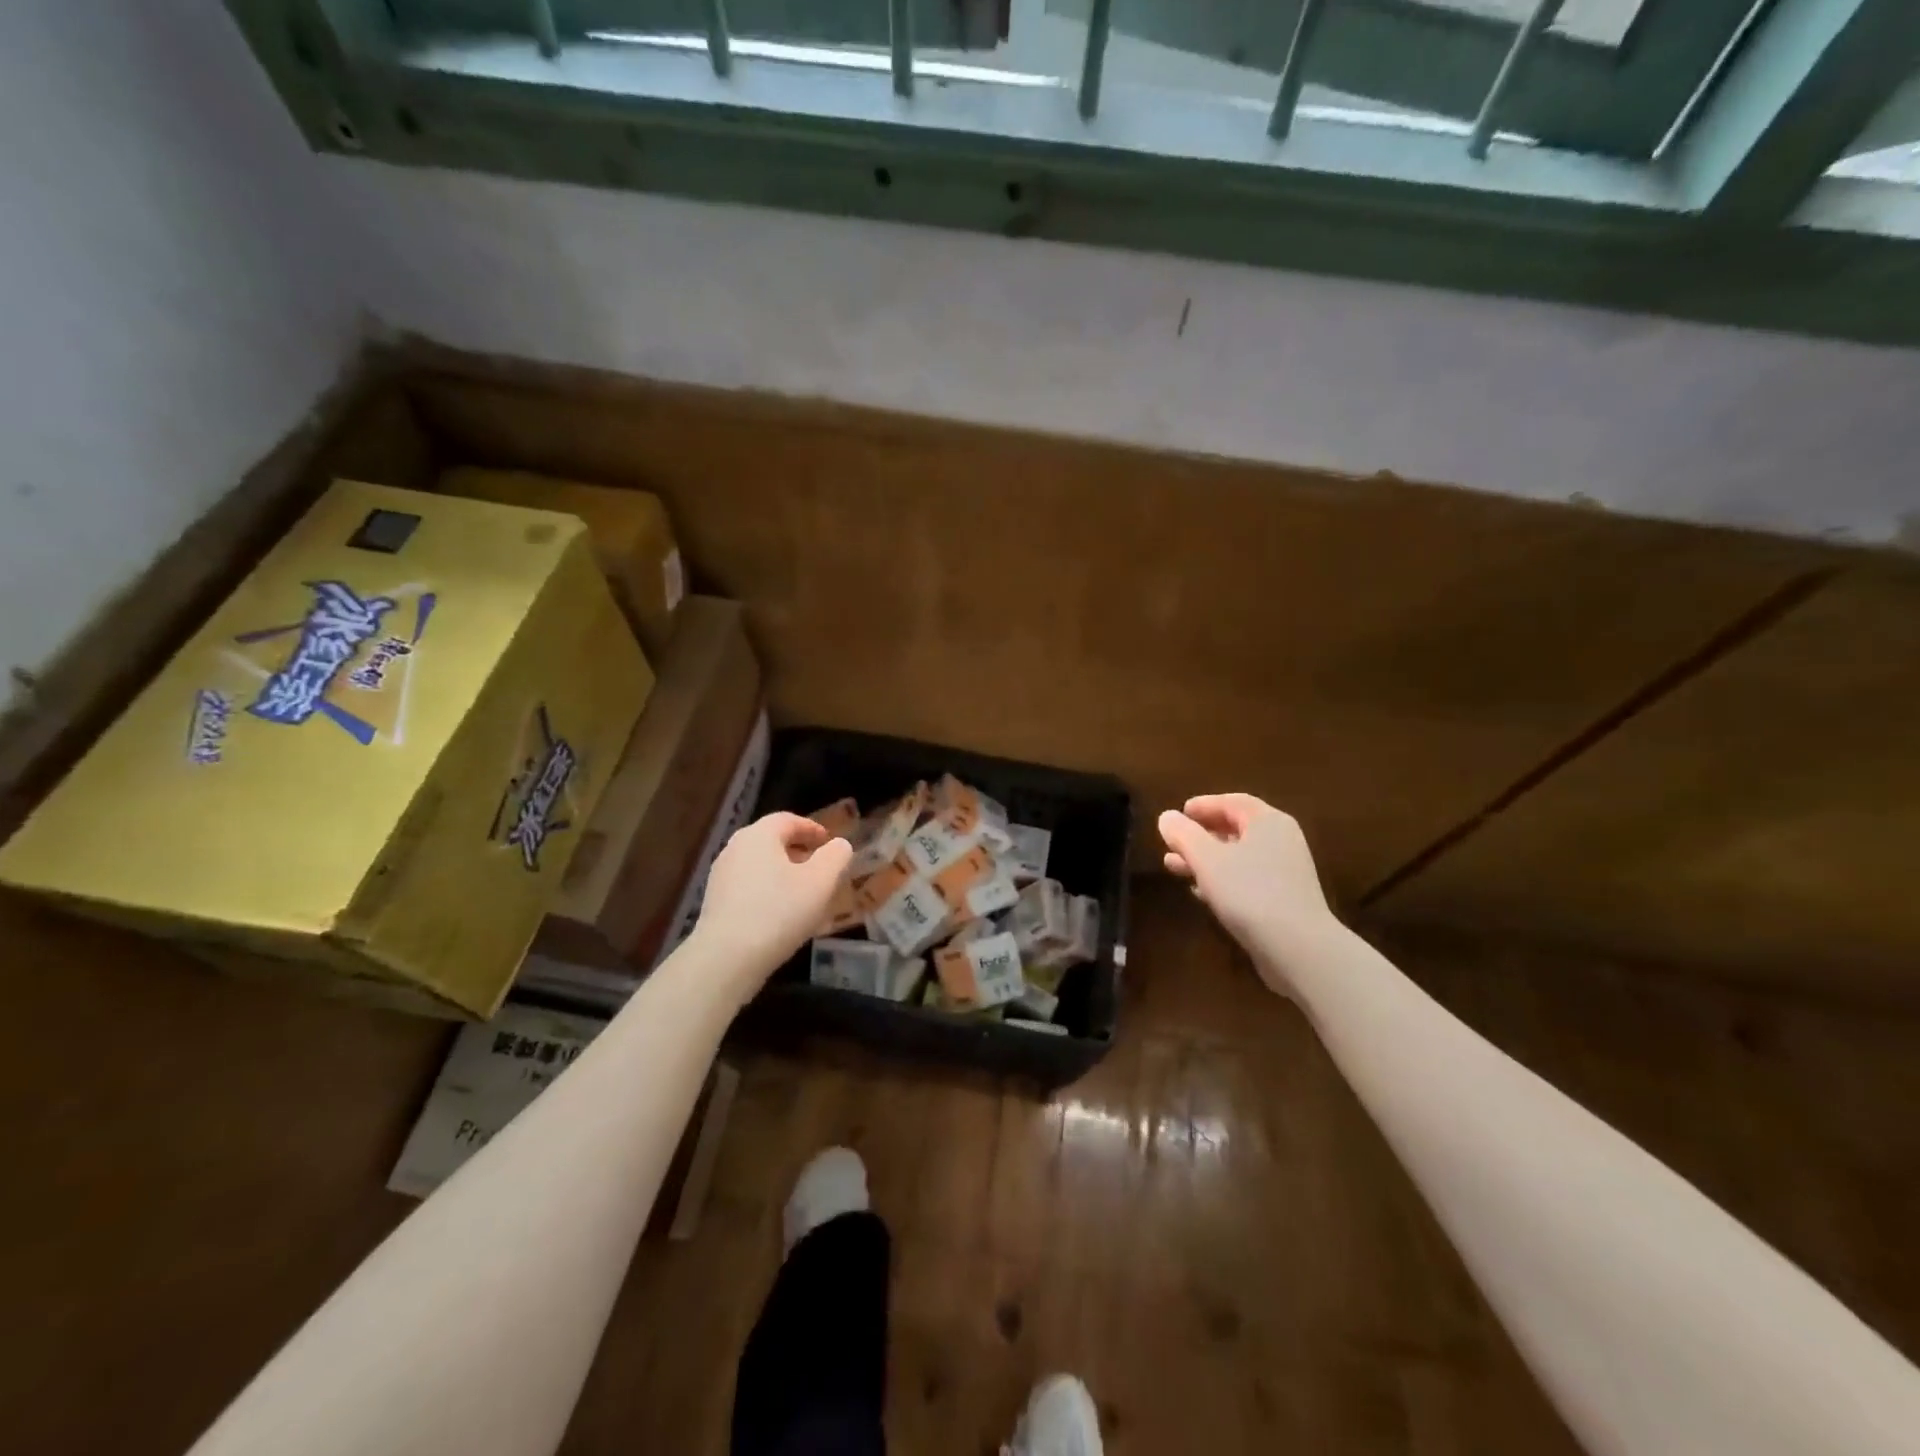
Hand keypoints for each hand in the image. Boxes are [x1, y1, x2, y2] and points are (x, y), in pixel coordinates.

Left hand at [690, 812, 853, 996]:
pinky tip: (780, 915)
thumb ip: (836, 856)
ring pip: (759, 865)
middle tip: (819, 868)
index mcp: (759, 835)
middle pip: (771, 841)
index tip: (829, 843)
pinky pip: (748, 887)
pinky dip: (767, 891)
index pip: (788, 820)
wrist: (727, 958)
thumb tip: (839, 845)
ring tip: (803, 894)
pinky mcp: (714, 902)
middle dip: (798, 851)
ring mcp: (720, 876)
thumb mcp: (821, 881)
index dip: (812, 829)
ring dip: (783, 873)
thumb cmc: (779, 912)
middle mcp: (735, 848)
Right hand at [1158, 794, 1337, 996]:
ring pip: (1238, 857)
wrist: (1297, 948)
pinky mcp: (1284, 901)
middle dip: (1199, 836)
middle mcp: (1281, 841)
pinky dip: (1221, 880)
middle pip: (1235, 829)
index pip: (1233, 802)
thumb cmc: (1249, 891)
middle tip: (1171, 843)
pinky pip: (1247, 880)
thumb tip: (1167, 817)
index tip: (1178, 814)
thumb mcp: (1206, 858)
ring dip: (1205, 860)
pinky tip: (1200, 893)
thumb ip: (1183, 834)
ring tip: (1174, 868)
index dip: (1203, 805)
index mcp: (1268, 822)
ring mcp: (1285, 873)